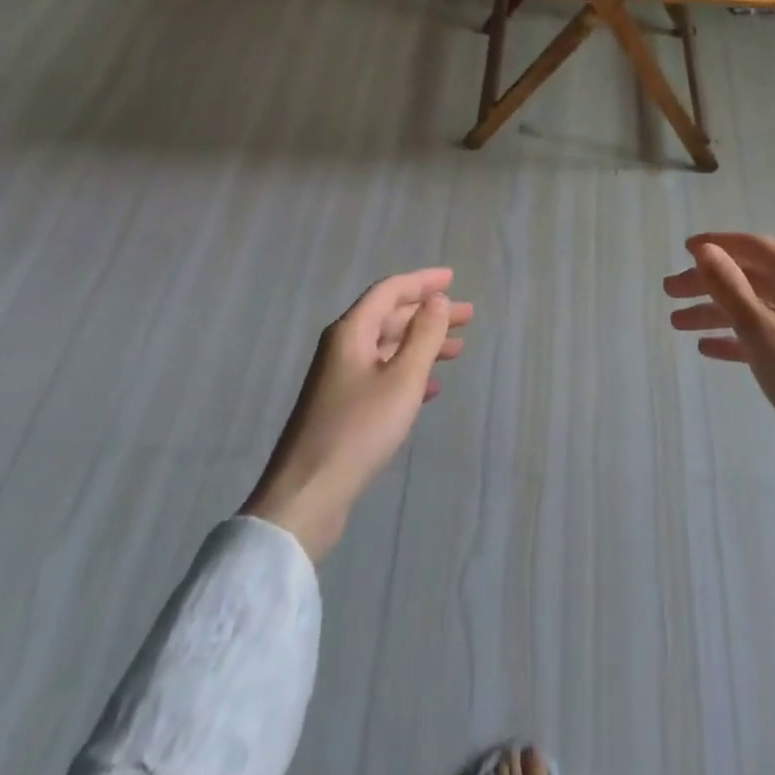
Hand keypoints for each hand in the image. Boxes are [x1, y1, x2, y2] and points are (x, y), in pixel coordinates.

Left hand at [243, 268, 471, 561]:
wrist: (307, 496)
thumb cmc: (359, 429)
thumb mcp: (402, 379)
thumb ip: (424, 335)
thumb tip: (437, 300)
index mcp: (351, 332)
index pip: (390, 291)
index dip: (422, 282)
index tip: (453, 279)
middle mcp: (343, 347)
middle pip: (390, 317)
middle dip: (429, 314)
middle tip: (467, 317)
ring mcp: (340, 379)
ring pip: (388, 347)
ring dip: (422, 344)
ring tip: (458, 350)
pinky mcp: (342, 408)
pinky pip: (382, 375)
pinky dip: (408, 373)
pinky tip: (431, 388)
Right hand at [665, 234, 774, 465]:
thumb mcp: (762, 331)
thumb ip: (730, 288)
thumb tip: (705, 249)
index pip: (754, 247)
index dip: (717, 244)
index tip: (683, 250)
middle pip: (750, 277)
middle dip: (708, 282)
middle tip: (669, 292)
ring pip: (754, 308)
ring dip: (716, 312)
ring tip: (677, 324)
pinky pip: (765, 336)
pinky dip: (736, 337)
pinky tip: (707, 348)